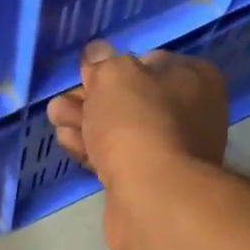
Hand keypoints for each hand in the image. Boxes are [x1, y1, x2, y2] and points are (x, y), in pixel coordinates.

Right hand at [46, 40, 227, 186]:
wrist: (152, 196)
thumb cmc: (138, 123)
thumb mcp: (114, 75)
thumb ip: (102, 62)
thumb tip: (97, 53)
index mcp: (194, 79)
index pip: (149, 62)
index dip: (112, 67)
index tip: (85, 75)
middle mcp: (191, 113)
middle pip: (131, 99)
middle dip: (92, 98)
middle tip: (61, 101)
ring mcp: (172, 151)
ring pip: (121, 129)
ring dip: (86, 122)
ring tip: (55, 117)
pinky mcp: (150, 181)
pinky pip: (117, 157)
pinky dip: (92, 148)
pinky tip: (67, 141)